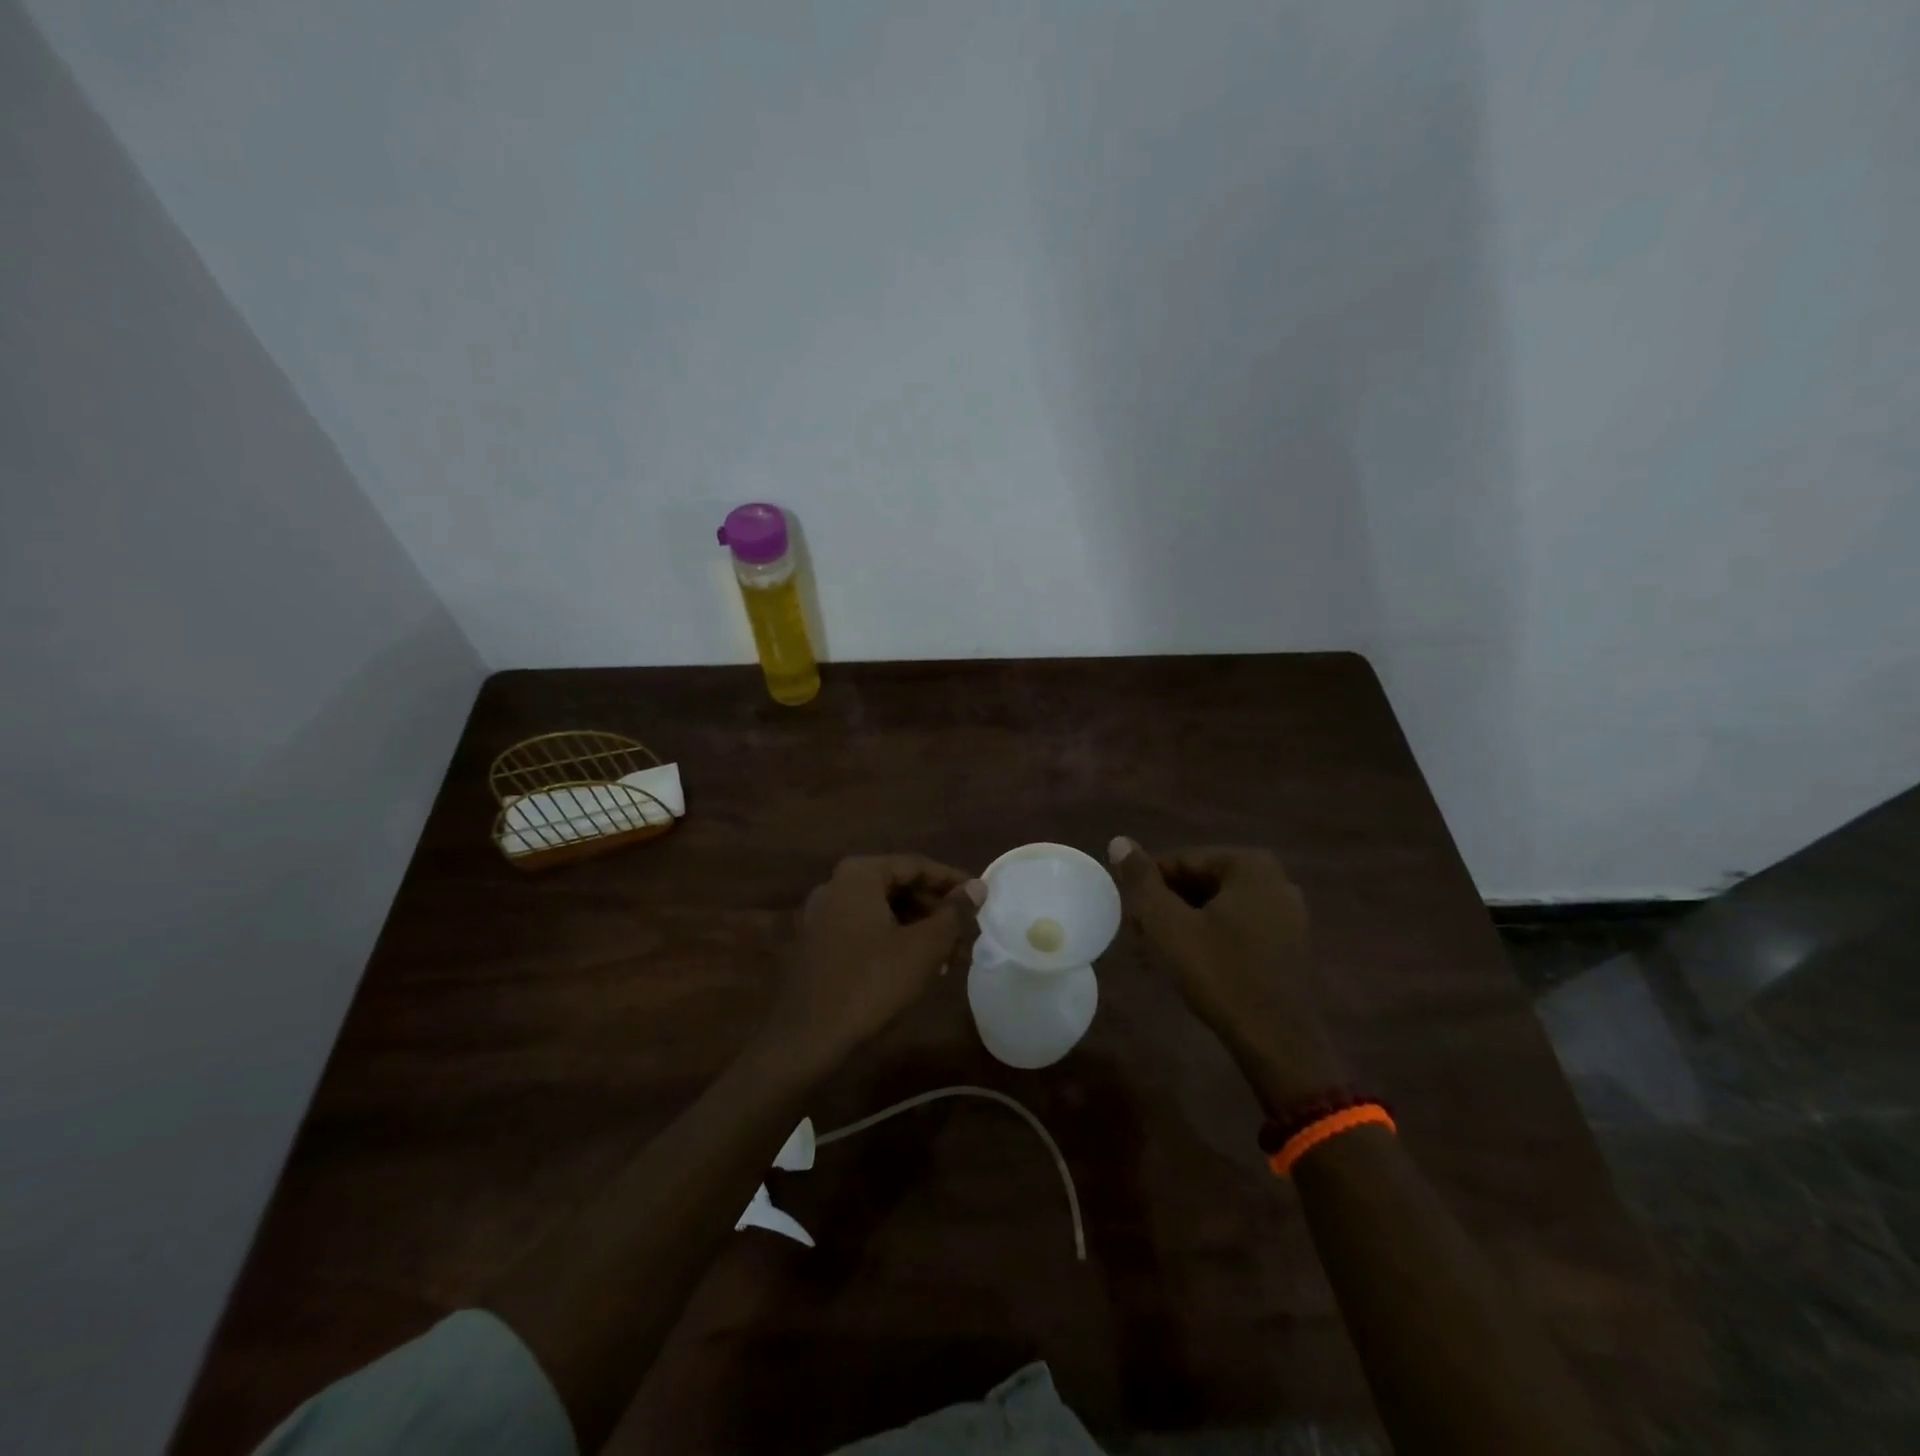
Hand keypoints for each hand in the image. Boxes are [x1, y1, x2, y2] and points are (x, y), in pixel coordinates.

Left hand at [768, 854, 983, 1072]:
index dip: (953, 881)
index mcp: (859, 874)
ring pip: (882, 911)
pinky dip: (893, 941)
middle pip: (898, 887)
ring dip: (918, 928)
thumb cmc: (871, 983)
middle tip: (967, 933)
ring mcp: (821, 915)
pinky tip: (917, 967)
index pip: (917, 865)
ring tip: (950, 956)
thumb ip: (954, 913)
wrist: (806, 1039)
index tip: (981, 899)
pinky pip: (864, 930)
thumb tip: (977, 886)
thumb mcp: (924, 947)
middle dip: (936, 910)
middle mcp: (836, 885)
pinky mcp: (816, 945)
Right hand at [1108, 839, 1344, 1095]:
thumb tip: (1119, 840)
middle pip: (1200, 882)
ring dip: (1184, 923)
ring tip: (1157, 953)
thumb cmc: (1219, 973)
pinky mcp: (1289, 944)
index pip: (1180, 861)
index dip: (1147, 886)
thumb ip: (1141, 880)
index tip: (1128, 916)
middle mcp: (1275, 879)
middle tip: (1139, 936)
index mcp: (1249, 864)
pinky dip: (1210, 937)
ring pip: (1217, 907)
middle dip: (1166, 906)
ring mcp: (1287, 913)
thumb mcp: (1167, 924)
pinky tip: (1189, 964)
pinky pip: (1238, 927)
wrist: (1278, 1041)